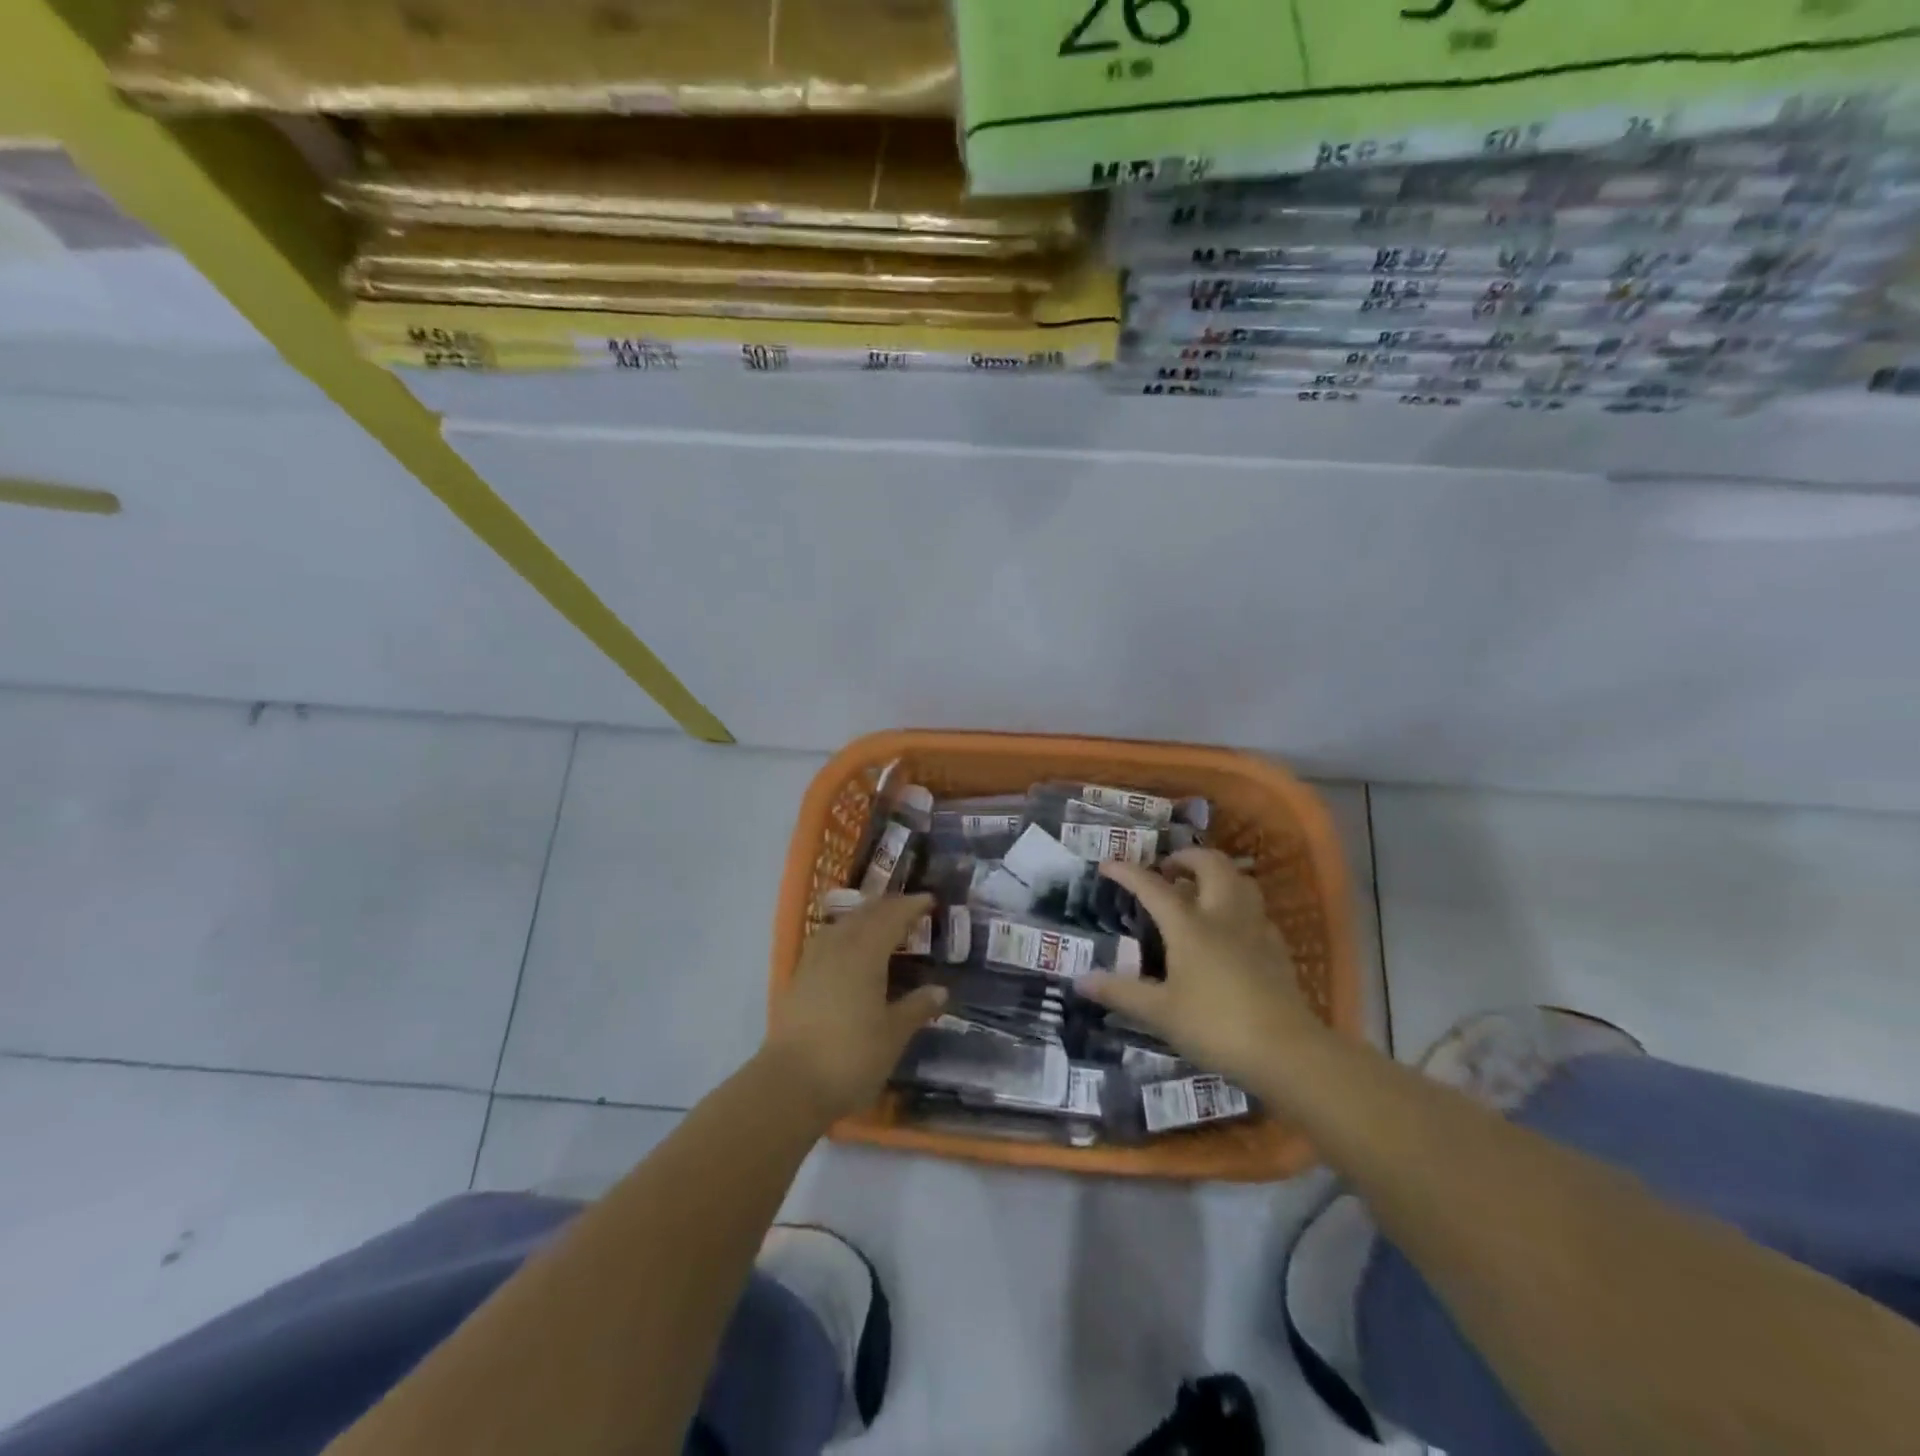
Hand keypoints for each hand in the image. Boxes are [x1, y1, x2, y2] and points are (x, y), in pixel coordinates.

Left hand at [763, 893, 947, 1123]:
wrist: (789, 1084)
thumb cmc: (850, 1057)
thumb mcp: (893, 1035)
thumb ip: (916, 1008)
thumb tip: (939, 990)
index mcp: (865, 953)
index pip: (891, 917)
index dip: (911, 906)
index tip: (930, 900)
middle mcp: (837, 947)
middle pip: (865, 915)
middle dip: (888, 906)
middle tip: (909, 908)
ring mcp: (813, 961)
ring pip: (842, 925)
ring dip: (864, 917)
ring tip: (880, 923)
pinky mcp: (798, 979)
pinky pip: (827, 941)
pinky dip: (845, 935)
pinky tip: (848, 950)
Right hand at [1078, 849, 1325, 1089]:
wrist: (1287, 1052)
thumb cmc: (1215, 1027)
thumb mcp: (1160, 1013)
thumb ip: (1120, 992)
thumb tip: (1080, 980)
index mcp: (1189, 925)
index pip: (1153, 887)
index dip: (1128, 872)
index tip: (1108, 864)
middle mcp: (1223, 915)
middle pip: (1210, 865)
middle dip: (1186, 857)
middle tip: (1167, 869)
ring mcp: (1255, 929)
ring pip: (1240, 880)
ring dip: (1217, 874)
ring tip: (1198, 888)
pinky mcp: (1277, 948)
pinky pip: (1256, 909)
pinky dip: (1238, 903)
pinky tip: (1230, 926)